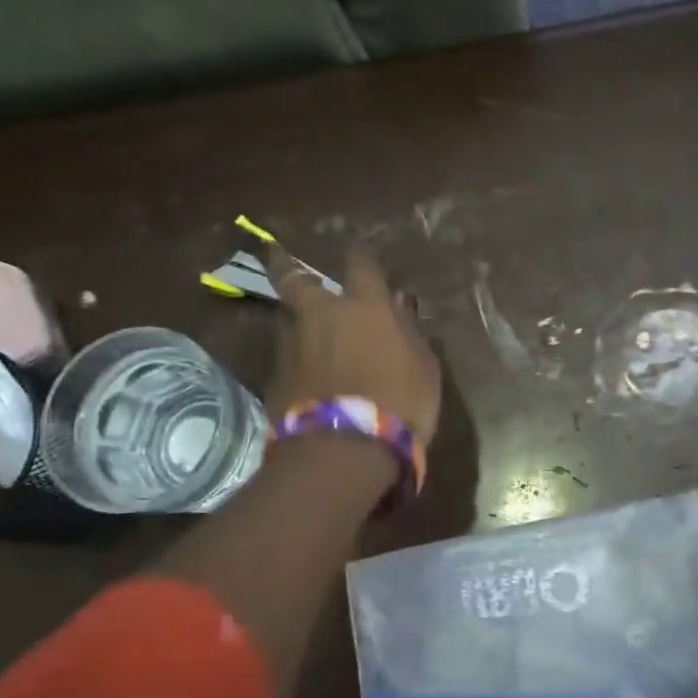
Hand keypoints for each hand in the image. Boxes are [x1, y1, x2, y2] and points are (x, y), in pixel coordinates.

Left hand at [266, 244, 441, 443]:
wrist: (343, 449)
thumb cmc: (399, 404)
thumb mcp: (423, 368)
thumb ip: (409, 333)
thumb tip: (399, 306)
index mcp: (365, 308)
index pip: (360, 265)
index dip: (358, 254)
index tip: (355, 247)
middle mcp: (322, 316)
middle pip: (295, 279)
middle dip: (285, 263)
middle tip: (273, 251)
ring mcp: (292, 345)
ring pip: (287, 318)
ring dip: (294, 318)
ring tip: (300, 326)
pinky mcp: (274, 377)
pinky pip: (285, 356)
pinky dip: (293, 356)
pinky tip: (301, 369)